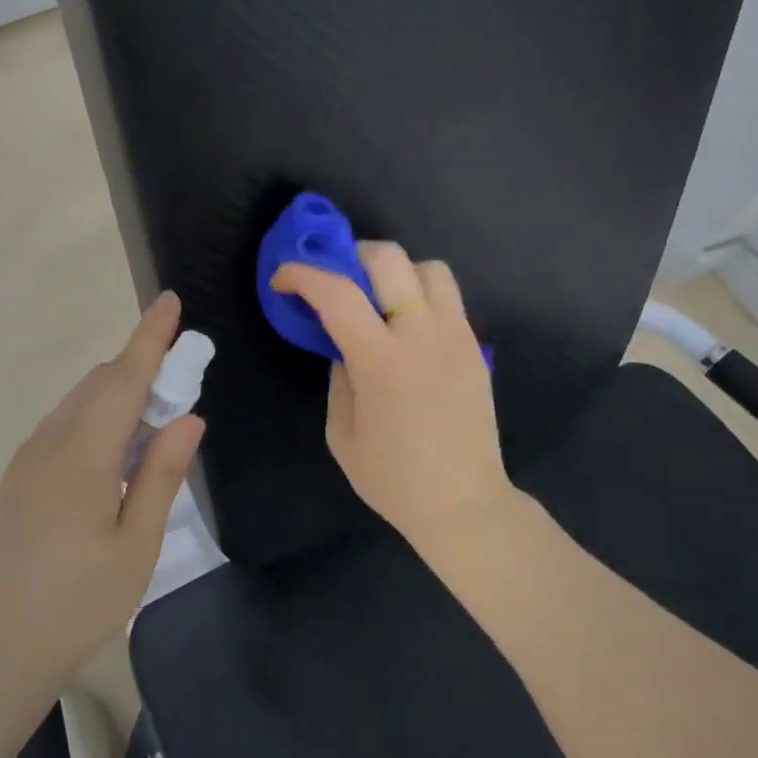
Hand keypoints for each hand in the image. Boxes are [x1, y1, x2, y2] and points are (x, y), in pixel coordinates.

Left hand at [0, 293, 205, 684]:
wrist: (0, 647)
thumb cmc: (81, 601)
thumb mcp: (137, 543)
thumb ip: (162, 474)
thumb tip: (188, 418)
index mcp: (82, 456)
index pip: (122, 379)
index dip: (150, 338)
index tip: (170, 301)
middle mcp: (49, 444)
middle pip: (99, 384)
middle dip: (141, 368)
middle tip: (182, 379)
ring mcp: (27, 460)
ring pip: (79, 404)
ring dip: (119, 395)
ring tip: (156, 421)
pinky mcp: (19, 478)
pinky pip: (65, 428)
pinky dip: (98, 420)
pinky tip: (118, 453)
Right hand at [272, 242, 512, 553]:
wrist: (463, 502)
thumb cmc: (393, 479)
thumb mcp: (342, 434)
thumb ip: (339, 378)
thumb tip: (344, 347)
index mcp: (381, 361)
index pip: (337, 294)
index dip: (303, 275)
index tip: (283, 277)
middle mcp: (422, 335)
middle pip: (389, 258)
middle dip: (351, 255)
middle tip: (335, 280)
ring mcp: (456, 336)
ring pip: (429, 268)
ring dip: (396, 272)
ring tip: (378, 300)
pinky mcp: (475, 347)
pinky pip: (448, 299)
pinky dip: (420, 296)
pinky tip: (406, 329)